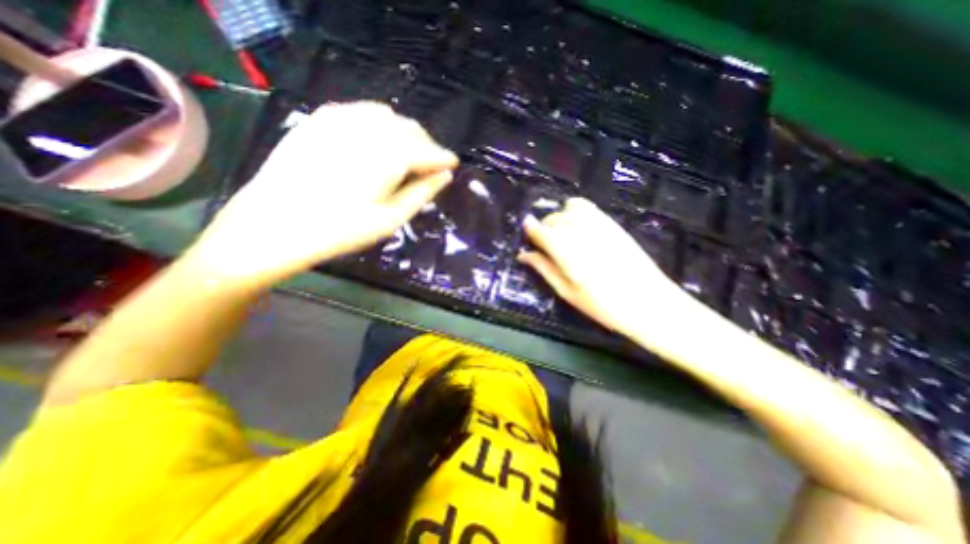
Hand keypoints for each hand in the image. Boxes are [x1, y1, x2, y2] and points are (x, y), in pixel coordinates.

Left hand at [185, 100, 459, 288]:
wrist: (274, 225)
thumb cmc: (340, 230)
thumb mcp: (390, 219)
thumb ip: (422, 193)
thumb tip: (445, 176)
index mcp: (387, 156)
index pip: (427, 150)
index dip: (444, 157)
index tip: (454, 165)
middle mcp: (367, 129)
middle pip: (410, 128)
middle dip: (426, 145)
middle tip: (430, 166)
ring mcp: (339, 119)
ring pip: (388, 116)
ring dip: (404, 133)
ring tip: (406, 156)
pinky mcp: (320, 119)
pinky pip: (361, 112)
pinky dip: (379, 124)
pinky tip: (378, 143)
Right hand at [523, 198, 688, 336]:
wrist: (649, 302)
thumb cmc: (602, 305)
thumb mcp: (566, 291)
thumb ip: (543, 268)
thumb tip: (522, 255)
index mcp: (564, 249)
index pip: (538, 229)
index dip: (529, 231)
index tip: (526, 238)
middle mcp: (579, 230)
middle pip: (552, 218)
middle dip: (543, 229)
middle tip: (545, 247)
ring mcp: (597, 223)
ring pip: (567, 208)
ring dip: (559, 219)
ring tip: (563, 237)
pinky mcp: (611, 222)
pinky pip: (586, 207)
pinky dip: (575, 213)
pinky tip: (579, 230)